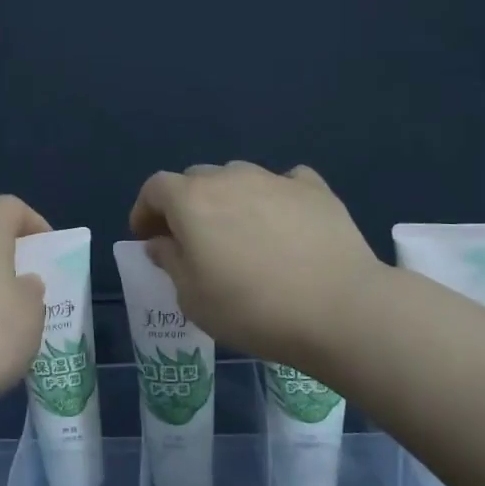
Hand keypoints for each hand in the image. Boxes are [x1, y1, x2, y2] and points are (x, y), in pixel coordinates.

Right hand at [129, 161, 383, 369]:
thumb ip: (170, 262)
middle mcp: (229, 178)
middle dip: (186, 204)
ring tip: (240, 232)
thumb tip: (162, 242)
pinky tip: (284, 223)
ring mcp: (275, 179)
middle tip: (191, 240)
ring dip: (229, 198)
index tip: (147, 237)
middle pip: (195, 178)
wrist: (339, 309)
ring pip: (238, 176)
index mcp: (191, 200)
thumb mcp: (193, 298)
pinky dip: (275, 197)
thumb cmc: (251, 308)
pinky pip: (284, 183)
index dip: (145, 210)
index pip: (155, 188)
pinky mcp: (315, 190)